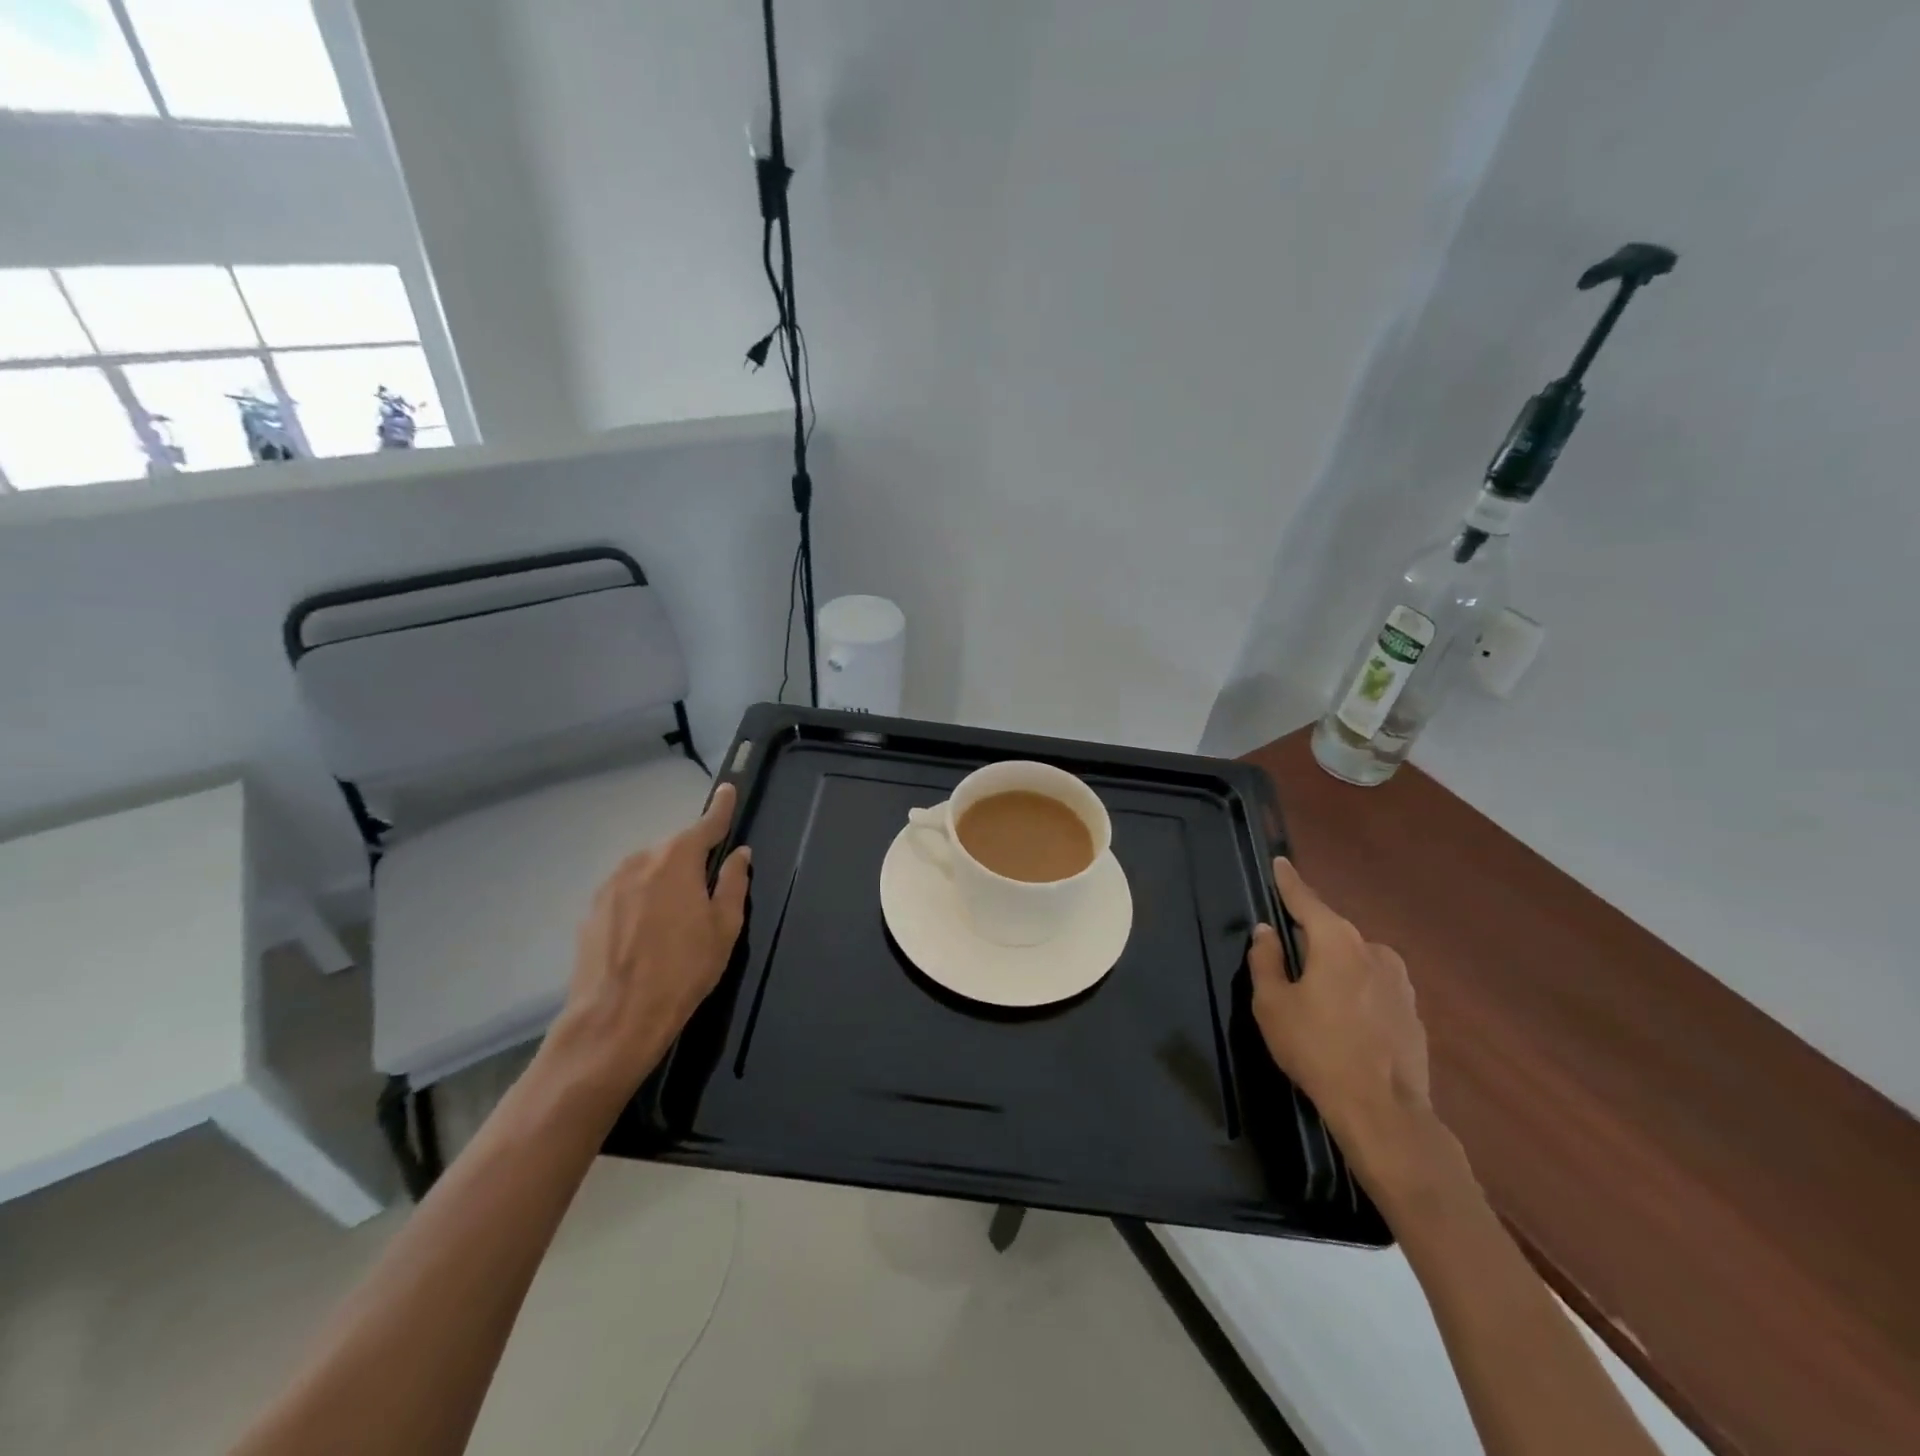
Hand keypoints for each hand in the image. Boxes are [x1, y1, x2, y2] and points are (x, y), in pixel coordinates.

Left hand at [545, 783, 751, 1105]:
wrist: (614, 1020)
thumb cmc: (683, 971)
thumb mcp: (724, 927)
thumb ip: (733, 883)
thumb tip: (738, 855)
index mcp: (677, 860)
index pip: (706, 824)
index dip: (720, 808)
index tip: (728, 790)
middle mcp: (640, 861)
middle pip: (674, 849)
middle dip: (692, 859)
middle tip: (708, 888)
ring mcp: (610, 885)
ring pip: (648, 871)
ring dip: (665, 881)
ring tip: (677, 918)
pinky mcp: (591, 911)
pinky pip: (627, 893)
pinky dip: (642, 901)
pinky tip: (648, 934)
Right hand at [1249, 858, 1440, 1199]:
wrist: (1385, 1112)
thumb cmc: (1317, 1049)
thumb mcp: (1273, 1004)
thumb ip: (1266, 961)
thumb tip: (1267, 932)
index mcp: (1337, 941)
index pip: (1306, 900)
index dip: (1289, 882)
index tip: (1280, 862)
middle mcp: (1373, 950)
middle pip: (1331, 932)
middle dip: (1309, 939)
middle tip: (1286, 958)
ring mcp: (1400, 981)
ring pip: (1355, 961)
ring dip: (1334, 968)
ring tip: (1314, 999)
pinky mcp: (1413, 1011)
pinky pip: (1373, 987)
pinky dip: (1355, 992)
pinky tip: (1343, 1022)